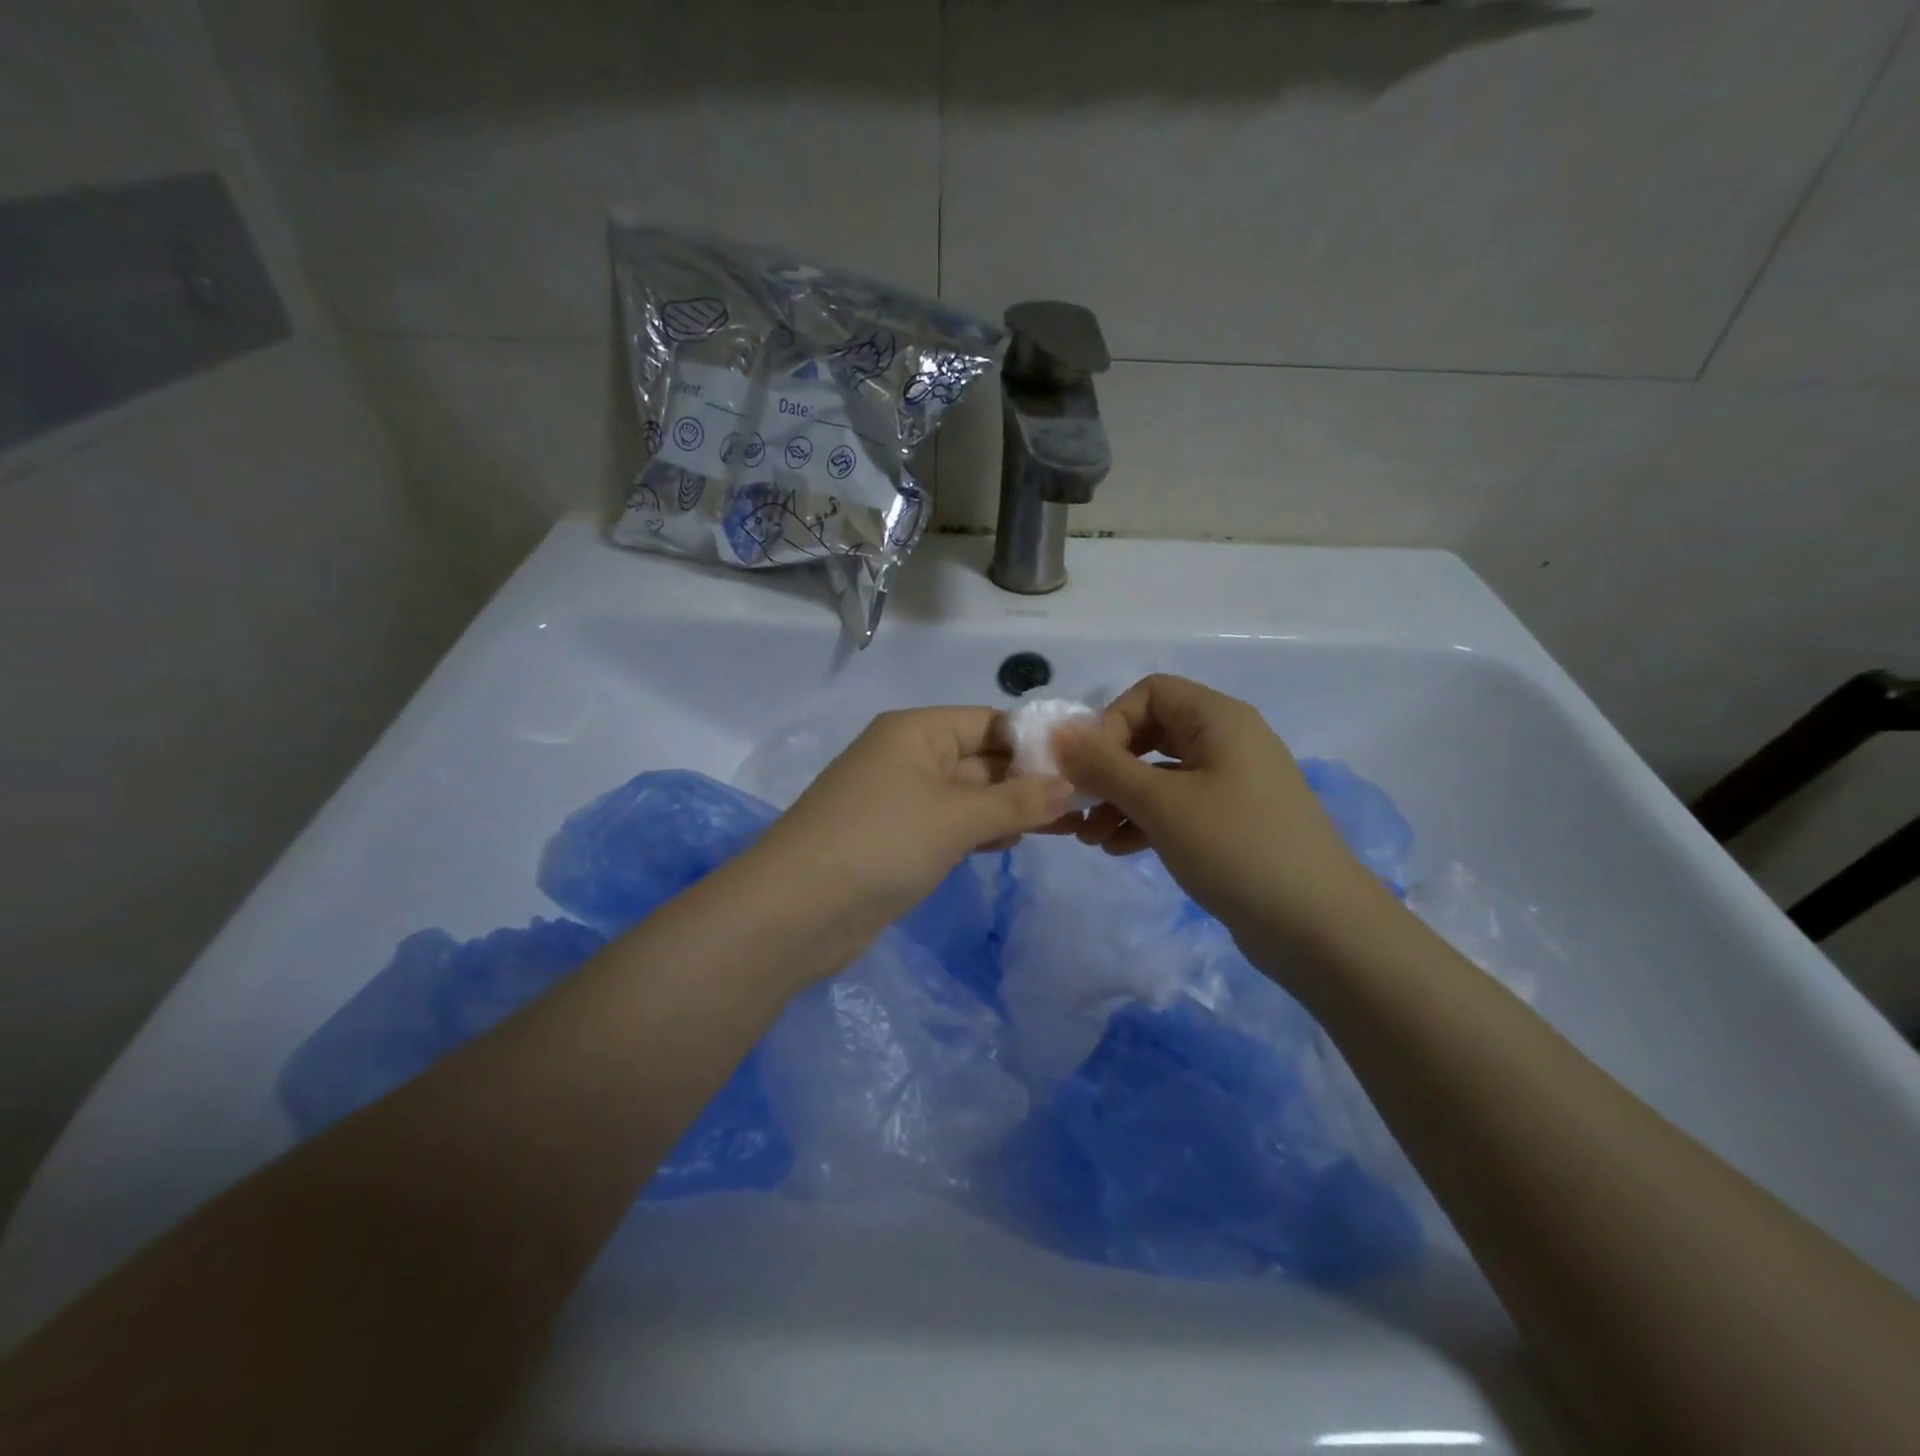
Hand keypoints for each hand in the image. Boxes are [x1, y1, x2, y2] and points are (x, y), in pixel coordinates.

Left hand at [756, 706, 1073, 931]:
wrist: (796, 911)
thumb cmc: (880, 843)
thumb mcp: (955, 817)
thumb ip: (1016, 801)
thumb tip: (1069, 785)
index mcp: (916, 732)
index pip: (988, 722)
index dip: (1035, 741)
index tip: (1084, 764)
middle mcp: (907, 758)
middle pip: (980, 759)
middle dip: (1028, 779)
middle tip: (1086, 800)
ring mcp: (900, 801)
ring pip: (967, 796)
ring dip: (1010, 808)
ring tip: (1066, 824)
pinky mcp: (896, 841)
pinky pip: (949, 826)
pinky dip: (981, 831)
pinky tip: (1015, 841)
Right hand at [1053, 675, 1391, 961]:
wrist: (1320, 928)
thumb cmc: (1236, 849)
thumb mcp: (1161, 804)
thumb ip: (1104, 766)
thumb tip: (1058, 733)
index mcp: (1219, 719)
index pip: (1149, 692)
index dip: (1110, 723)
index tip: (1088, 769)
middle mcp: (1228, 742)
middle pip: (1151, 733)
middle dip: (1108, 767)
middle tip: (1079, 803)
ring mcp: (1234, 784)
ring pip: (1161, 775)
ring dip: (1120, 799)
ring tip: (1089, 837)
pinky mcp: (1234, 823)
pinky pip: (1178, 806)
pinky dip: (1145, 820)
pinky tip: (1118, 849)